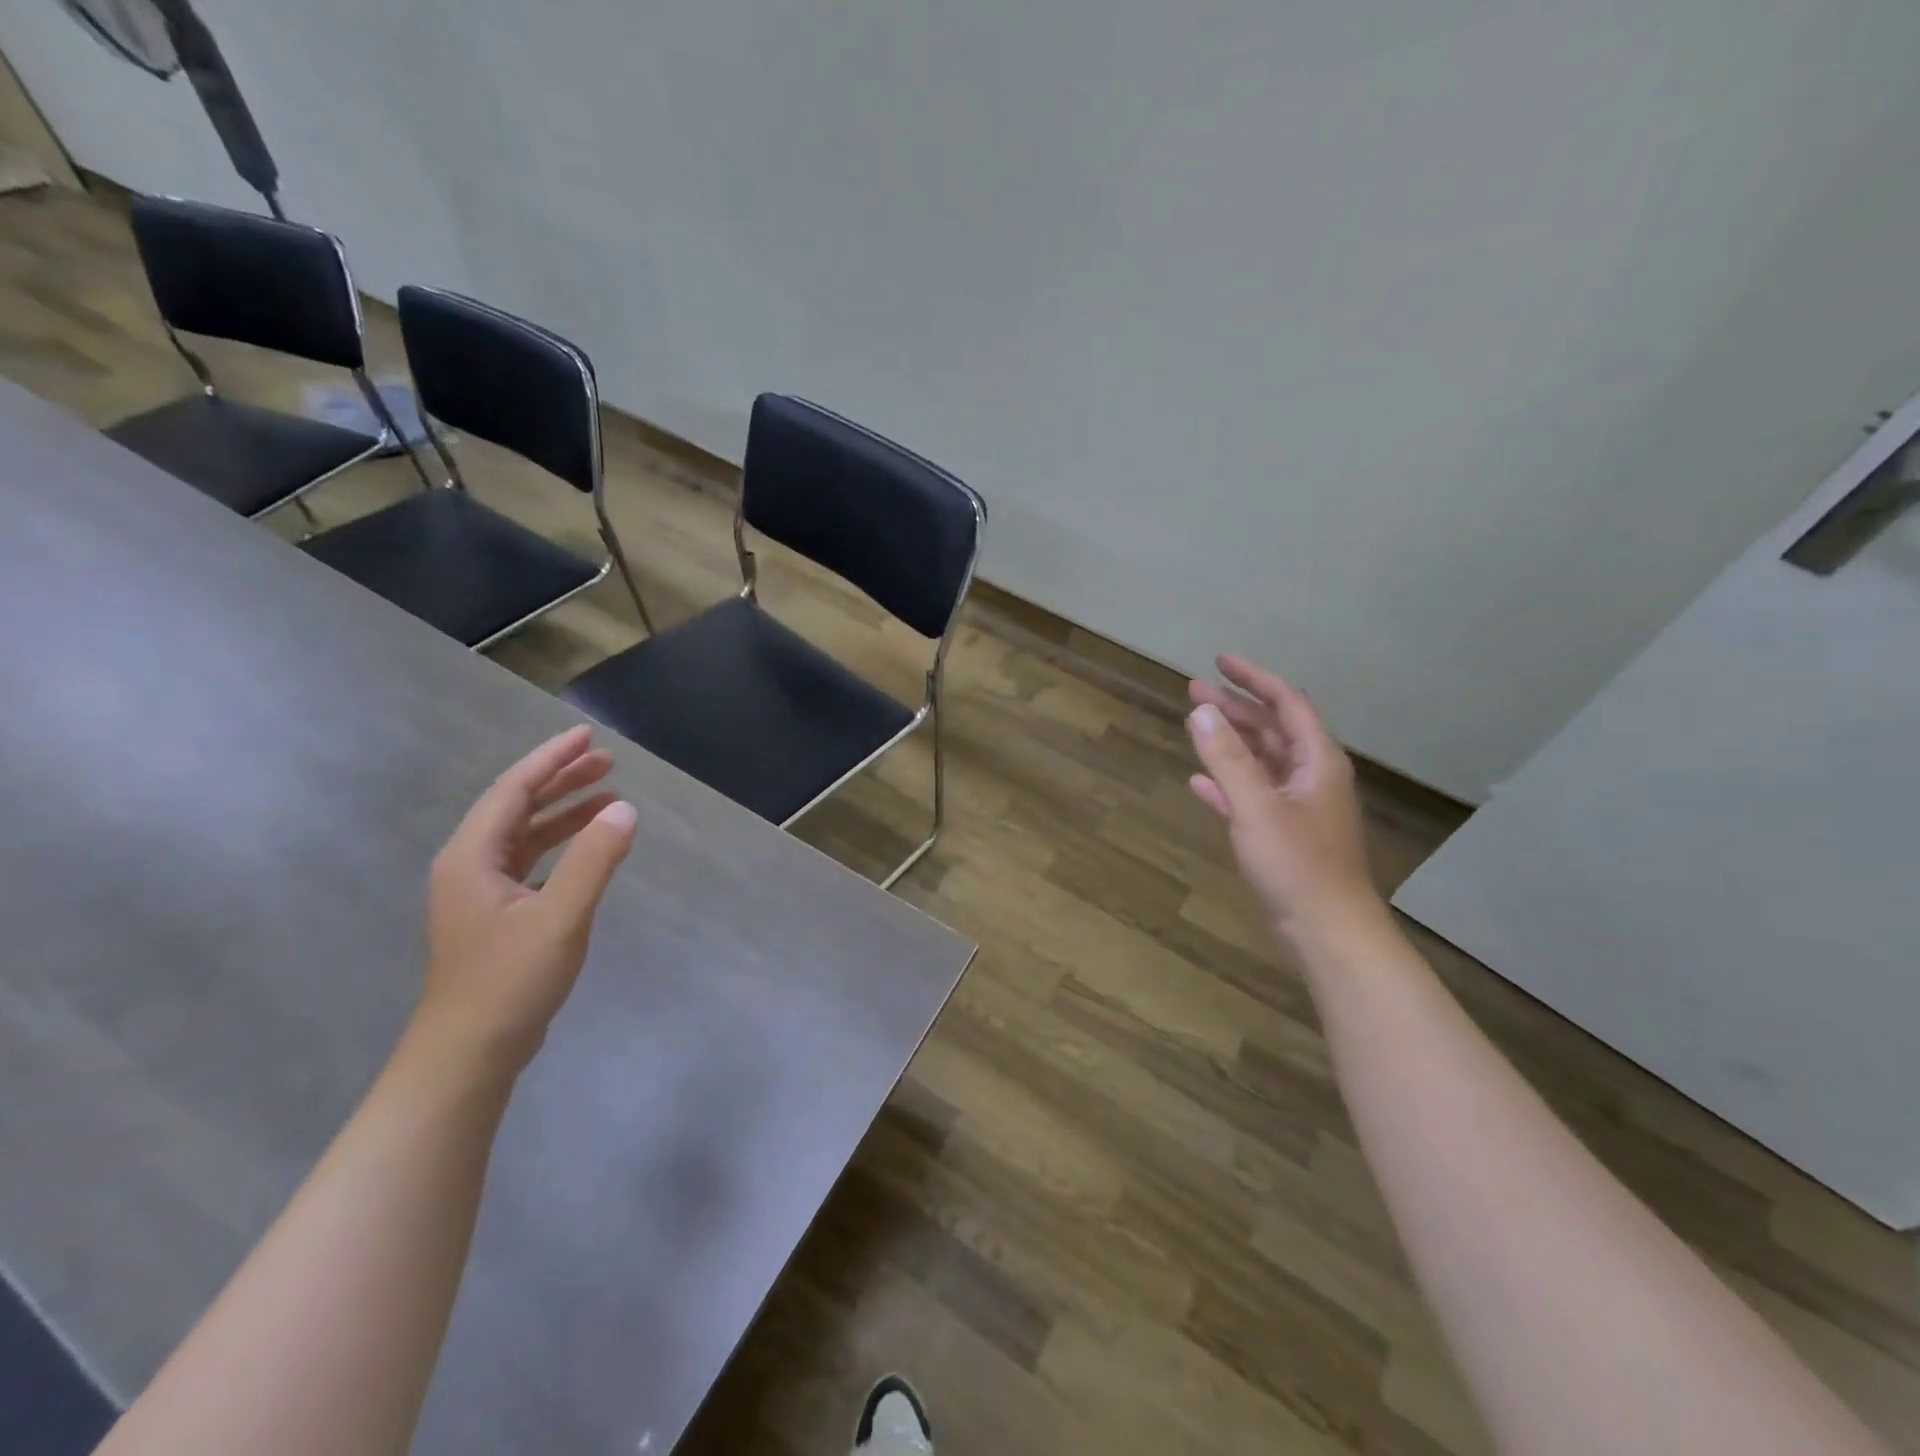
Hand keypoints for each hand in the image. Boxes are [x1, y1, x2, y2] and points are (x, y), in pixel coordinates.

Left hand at [418, 725, 637, 1071]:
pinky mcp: (497, 914)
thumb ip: (594, 860)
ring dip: (564, 811)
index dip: (551, 760)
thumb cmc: (510, 980)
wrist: (470, 1052)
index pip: (513, 790)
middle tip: (607, 760)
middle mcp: (470, 866)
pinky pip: (531, 860)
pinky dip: (562, 843)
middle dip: (561, 780)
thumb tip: (624, 809)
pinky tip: (590, 845)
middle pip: (517, 806)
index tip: (587, 736)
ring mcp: (481, 892)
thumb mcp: (560, 916)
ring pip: (525, 834)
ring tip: (608, 794)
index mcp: (472, 857)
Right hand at [1187, 655, 1380, 944]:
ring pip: (1260, 760)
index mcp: (1317, 761)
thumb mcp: (1257, 806)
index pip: (1286, 703)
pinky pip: (1251, 794)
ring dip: (1229, 741)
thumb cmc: (1297, 864)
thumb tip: (1200, 710)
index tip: (1219, 662)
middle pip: (1272, 728)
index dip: (1253, 678)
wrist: (1326, 929)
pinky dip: (1227, 782)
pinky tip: (1199, 781)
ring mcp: (1297, 805)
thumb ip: (1227, 758)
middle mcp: (1311, 776)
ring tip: (1193, 724)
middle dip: (1234, 707)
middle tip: (1193, 689)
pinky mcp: (1283, 833)